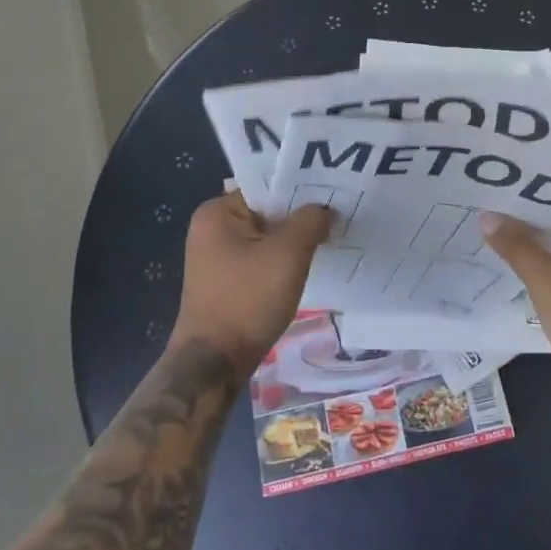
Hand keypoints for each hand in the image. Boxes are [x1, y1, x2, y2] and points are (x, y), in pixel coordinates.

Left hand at [174, 191, 332, 370]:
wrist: (215, 363)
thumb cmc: (248, 300)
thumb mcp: (288, 255)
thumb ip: (310, 222)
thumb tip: (325, 209)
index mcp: (217, 212)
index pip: (267, 186)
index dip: (301, 188)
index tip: (333, 193)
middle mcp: (212, 228)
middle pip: (268, 210)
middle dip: (300, 215)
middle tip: (338, 214)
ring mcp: (217, 256)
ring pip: (267, 236)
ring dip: (294, 240)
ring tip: (329, 237)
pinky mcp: (227, 280)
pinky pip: (261, 258)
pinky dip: (283, 260)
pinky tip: (309, 263)